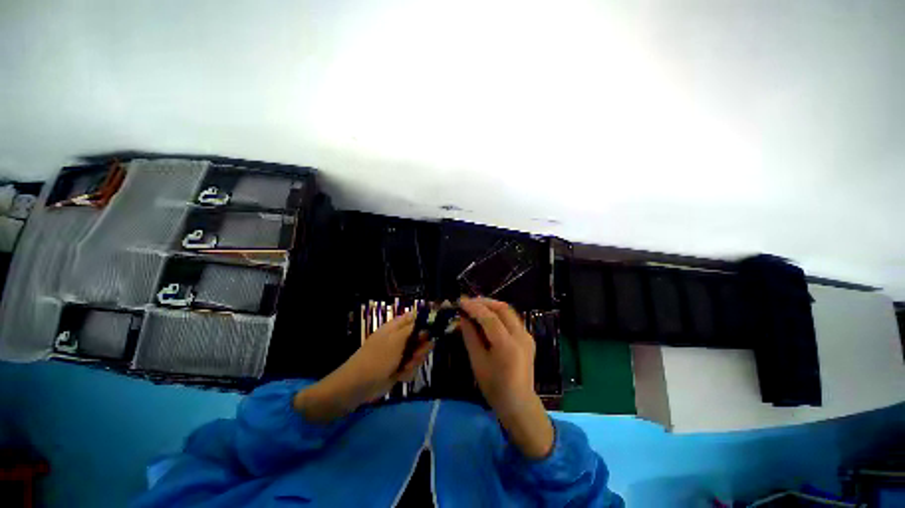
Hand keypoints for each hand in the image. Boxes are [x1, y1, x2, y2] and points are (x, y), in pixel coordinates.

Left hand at [294, 312, 432, 422]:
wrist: (358, 386)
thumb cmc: (376, 359)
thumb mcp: (396, 340)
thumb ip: (413, 330)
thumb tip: (427, 318)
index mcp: (397, 326)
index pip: (416, 316)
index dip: (428, 319)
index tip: (439, 326)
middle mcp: (400, 337)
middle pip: (422, 336)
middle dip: (422, 347)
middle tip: (416, 354)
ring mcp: (400, 352)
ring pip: (419, 352)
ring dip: (415, 361)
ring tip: (405, 367)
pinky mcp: (399, 367)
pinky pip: (413, 366)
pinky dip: (408, 372)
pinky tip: (400, 376)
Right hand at [459, 297, 553, 458]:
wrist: (519, 403)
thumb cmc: (494, 386)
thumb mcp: (477, 361)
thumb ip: (470, 336)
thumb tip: (462, 317)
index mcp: (507, 346)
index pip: (490, 318)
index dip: (474, 307)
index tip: (460, 301)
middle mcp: (520, 336)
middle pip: (502, 309)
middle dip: (483, 302)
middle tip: (468, 302)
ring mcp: (527, 335)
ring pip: (508, 311)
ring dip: (491, 305)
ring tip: (475, 305)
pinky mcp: (528, 337)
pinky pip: (512, 318)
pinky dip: (498, 313)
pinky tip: (487, 316)